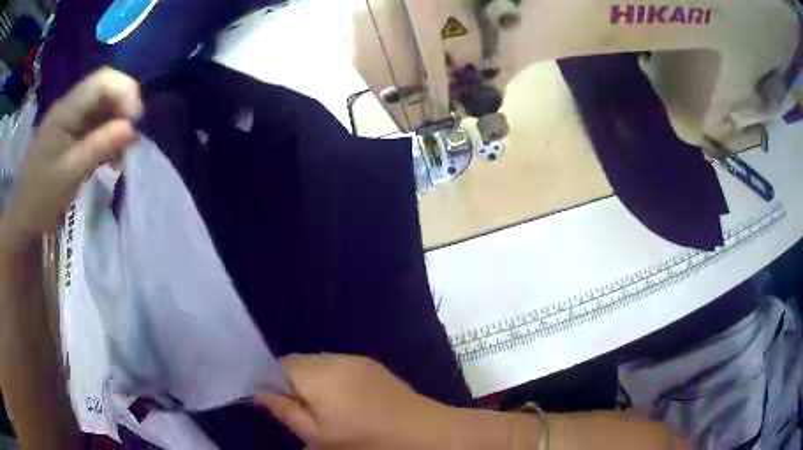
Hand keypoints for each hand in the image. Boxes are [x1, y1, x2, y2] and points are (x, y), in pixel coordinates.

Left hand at [0, 68, 141, 253]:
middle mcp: (69, 107)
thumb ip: (100, 146)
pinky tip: (109, 159)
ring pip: (102, 109)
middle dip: (123, 111)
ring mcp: (69, 120)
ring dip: (116, 127)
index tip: (135, 123)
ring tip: (119, 157)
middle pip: (105, 90)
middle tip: (129, 143)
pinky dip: (107, 138)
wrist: (23, 217)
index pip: (103, 80)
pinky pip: (95, 126)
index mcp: (66, 110)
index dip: (125, 92)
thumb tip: (132, 128)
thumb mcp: (71, 173)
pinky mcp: (70, 134)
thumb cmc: (42, 197)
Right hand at [256, 353, 454, 449]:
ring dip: (317, 384)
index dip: (273, 383)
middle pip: (301, 364)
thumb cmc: (366, 443)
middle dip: (296, 385)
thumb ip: (286, 412)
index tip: (280, 406)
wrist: (427, 436)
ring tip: (330, 412)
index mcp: (318, 373)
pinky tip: (350, 406)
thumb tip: (260, 392)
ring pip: (322, 366)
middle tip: (306, 414)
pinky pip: (343, 369)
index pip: (279, 364)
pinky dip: (336, 383)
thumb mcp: (318, 437)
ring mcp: (359, 361)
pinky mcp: (376, 368)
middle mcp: (336, 359)